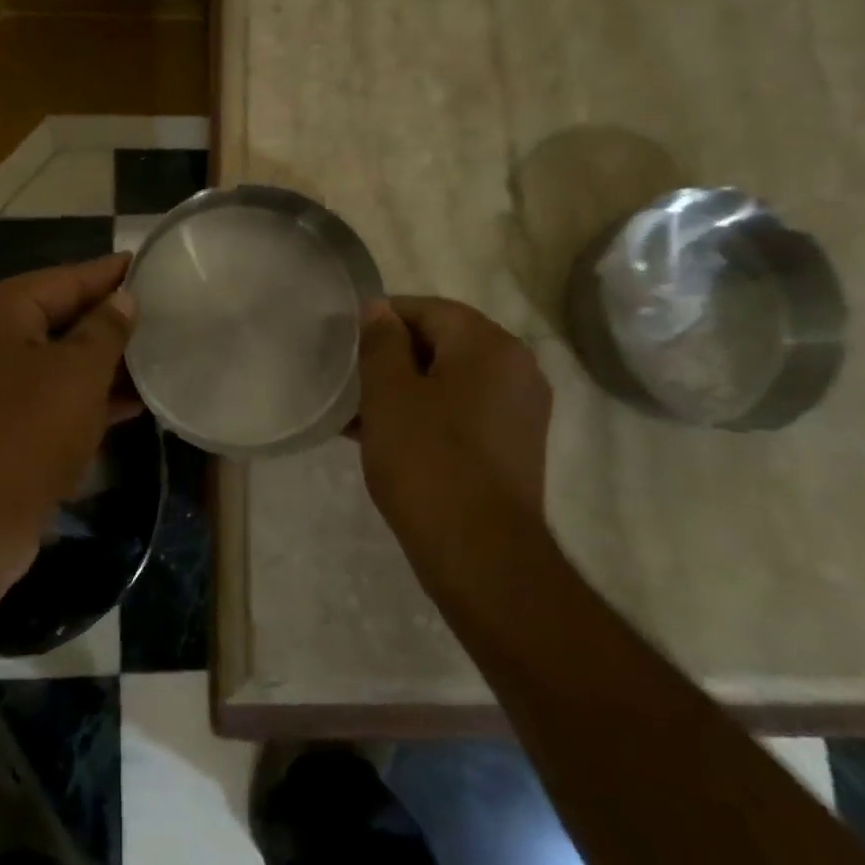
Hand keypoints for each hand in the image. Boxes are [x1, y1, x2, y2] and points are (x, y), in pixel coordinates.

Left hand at [0, 254, 138, 586]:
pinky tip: (132, 401)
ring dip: (103, 360)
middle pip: (59, 315)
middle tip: (159, 310)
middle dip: (109, 317)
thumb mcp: (78, 374)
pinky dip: (87, 394)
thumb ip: (105, 329)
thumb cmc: (28, 433)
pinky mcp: (0, 422)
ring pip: (58, 358)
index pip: (64, 278)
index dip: (108, 273)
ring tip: (155, 354)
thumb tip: (122, 299)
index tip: (147, 262)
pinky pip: (51, 393)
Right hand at [356, 296, 553, 564]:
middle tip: (348, 379)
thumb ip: (380, 342)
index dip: (381, 320)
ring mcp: (519, 411)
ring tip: (357, 411)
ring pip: (449, 381)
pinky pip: (462, 412)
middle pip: (441, 343)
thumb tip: (377, 308)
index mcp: (489, 345)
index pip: (427, 310)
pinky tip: (385, 437)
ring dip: (404, 389)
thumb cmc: (428, 462)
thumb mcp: (389, 394)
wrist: (482, 557)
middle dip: (391, 357)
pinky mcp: (514, 447)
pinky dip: (426, 415)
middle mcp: (516, 368)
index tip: (344, 344)